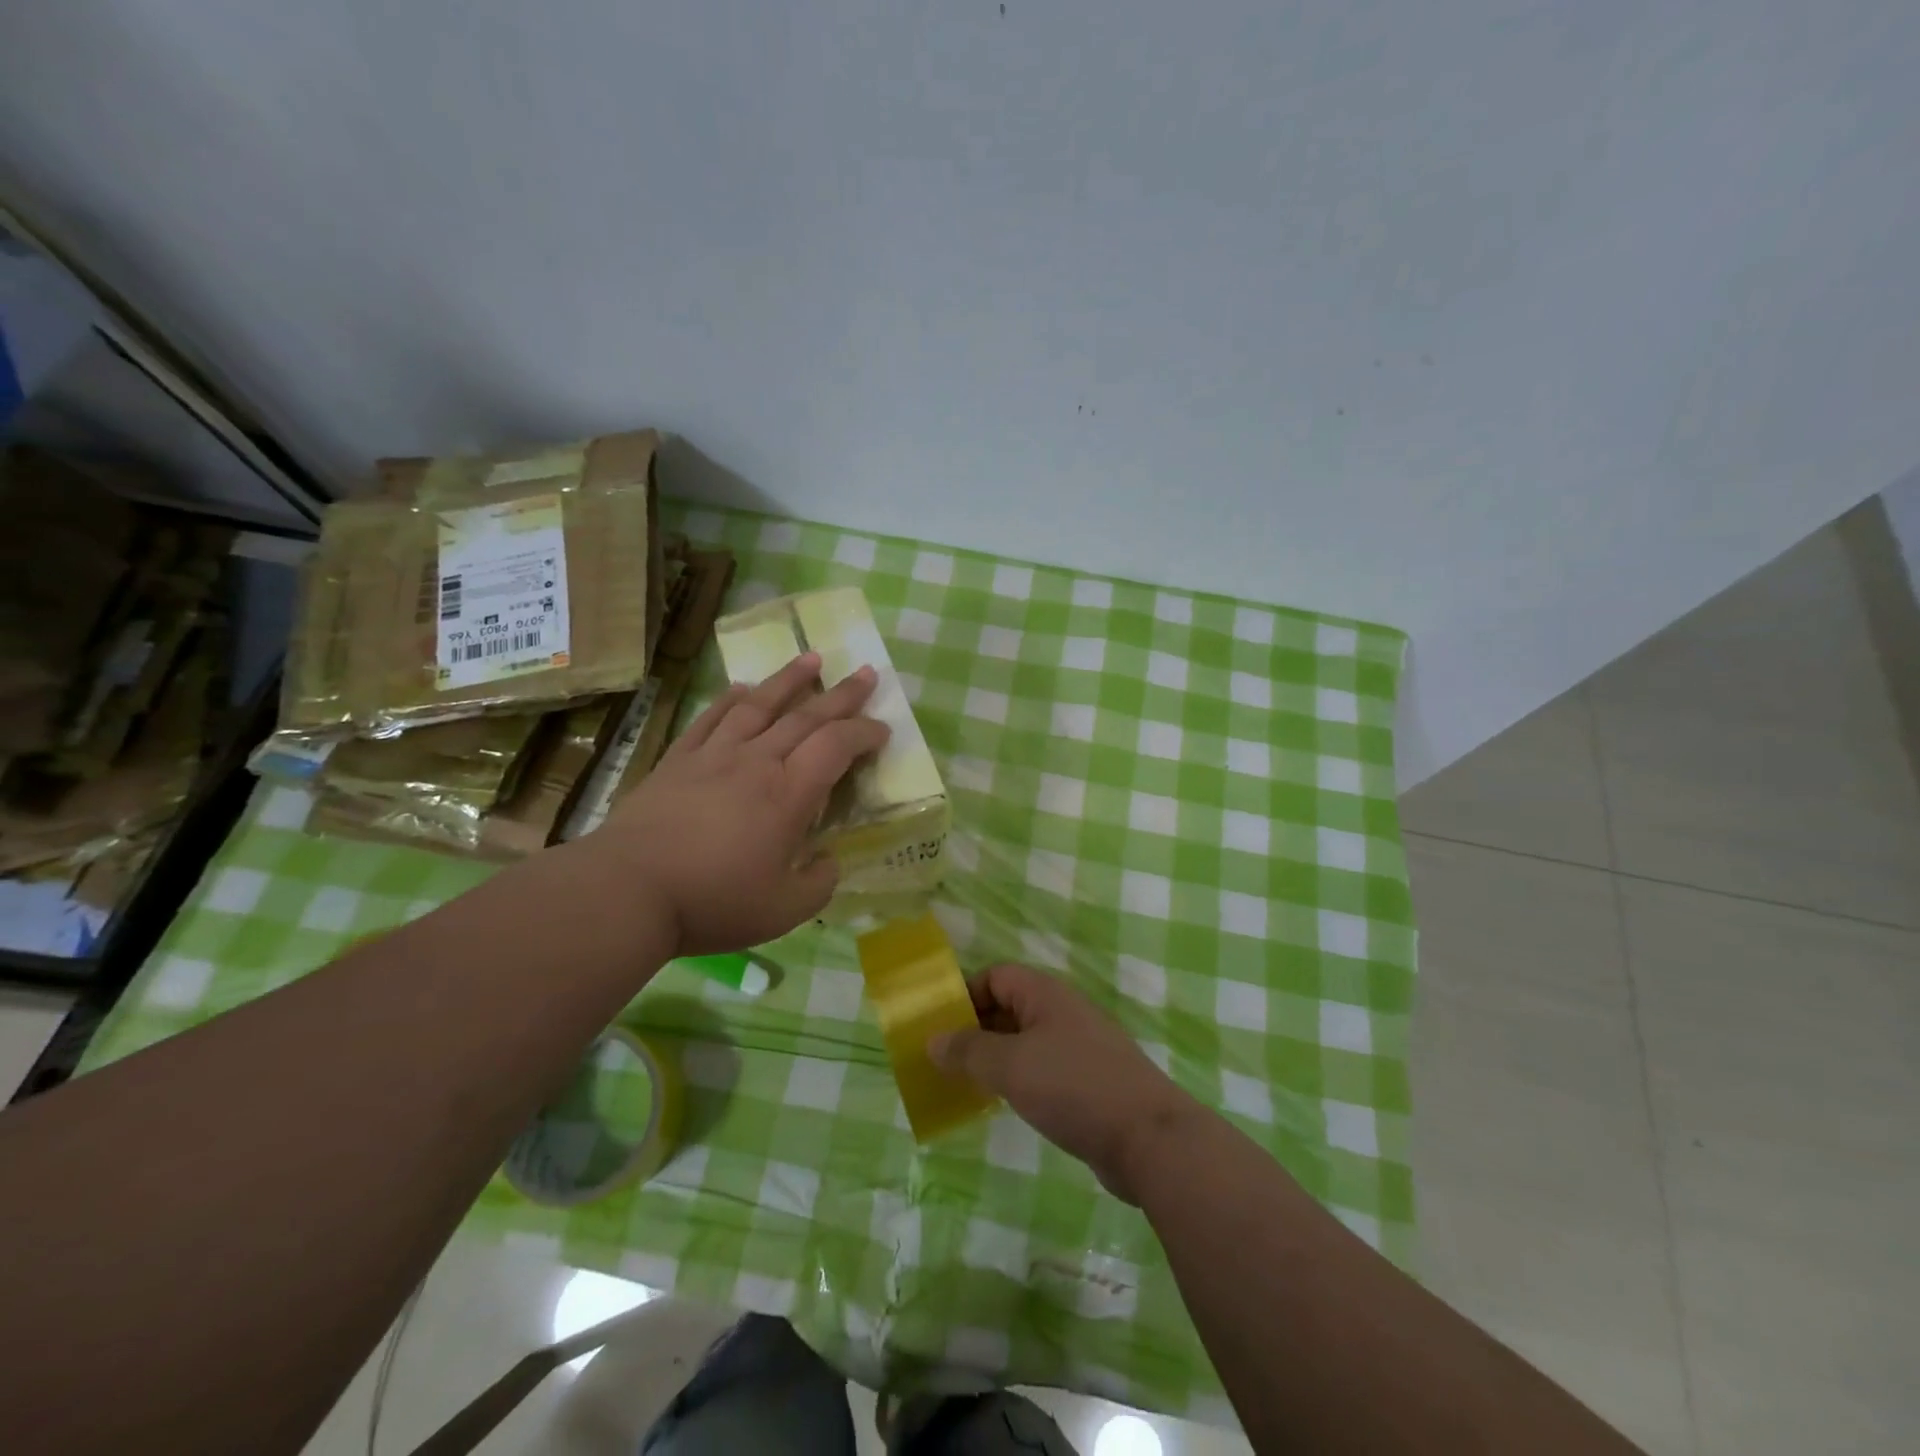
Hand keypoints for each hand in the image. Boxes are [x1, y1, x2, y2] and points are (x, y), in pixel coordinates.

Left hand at [596, 652, 889, 956]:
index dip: (864, 733)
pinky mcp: (679, 760)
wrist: (628, 890)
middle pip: (806, 716)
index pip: (836, 747)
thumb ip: (819, 883)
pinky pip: (711, 719)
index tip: (882, 729)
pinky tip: (742, 688)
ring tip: (811, 659)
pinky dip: (731, 699)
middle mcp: (757, 762)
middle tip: (865, 674)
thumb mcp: (784, 910)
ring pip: (760, 705)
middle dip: (841, 695)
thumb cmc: (713, 901)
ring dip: (789, 679)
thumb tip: (828, 861)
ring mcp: (715, 756)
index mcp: (789, 795)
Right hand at [929, 963, 1200, 1203]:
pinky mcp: (1089, 1081)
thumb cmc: (1074, 1087)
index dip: (965, 994)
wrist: (1149, 1139)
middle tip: (942, 1058)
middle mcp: (1063, 1012)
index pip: (996, 976)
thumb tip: (933, 1040)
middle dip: (975, 1028)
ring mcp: (1079, 1047)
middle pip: (1009, 1006)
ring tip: (964, 1082)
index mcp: (1045, 995)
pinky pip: (1042, 1068)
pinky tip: (1004, 1103)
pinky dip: (1019, 1079)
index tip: (938, 1025)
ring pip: (1025, 1040)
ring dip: (995, 1057)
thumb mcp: (1011, 1067)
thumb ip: (968, 1051)